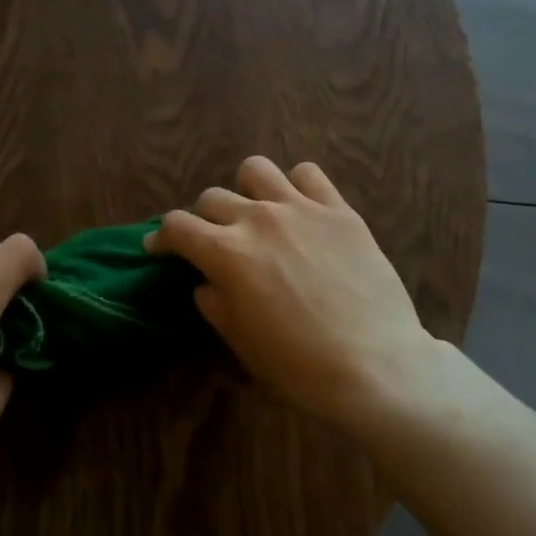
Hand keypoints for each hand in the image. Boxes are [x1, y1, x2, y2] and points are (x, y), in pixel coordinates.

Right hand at [147, 157, 440, 427]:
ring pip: (256, 170)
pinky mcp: (339, 210)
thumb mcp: (240, 343)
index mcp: (227, 253)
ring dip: (246, 190)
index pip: (177, 225)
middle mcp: (258, 219)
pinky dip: (296, 186)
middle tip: (214, 242)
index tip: (160, 248)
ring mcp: (301, 209)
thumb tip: (207, 282)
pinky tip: (300, 209)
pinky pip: (308, 174)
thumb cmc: (299, 366)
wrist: (375, 366)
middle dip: (203, 220)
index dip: (162, 237)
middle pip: (212, 197)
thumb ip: (214, 303)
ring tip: (257, 214)